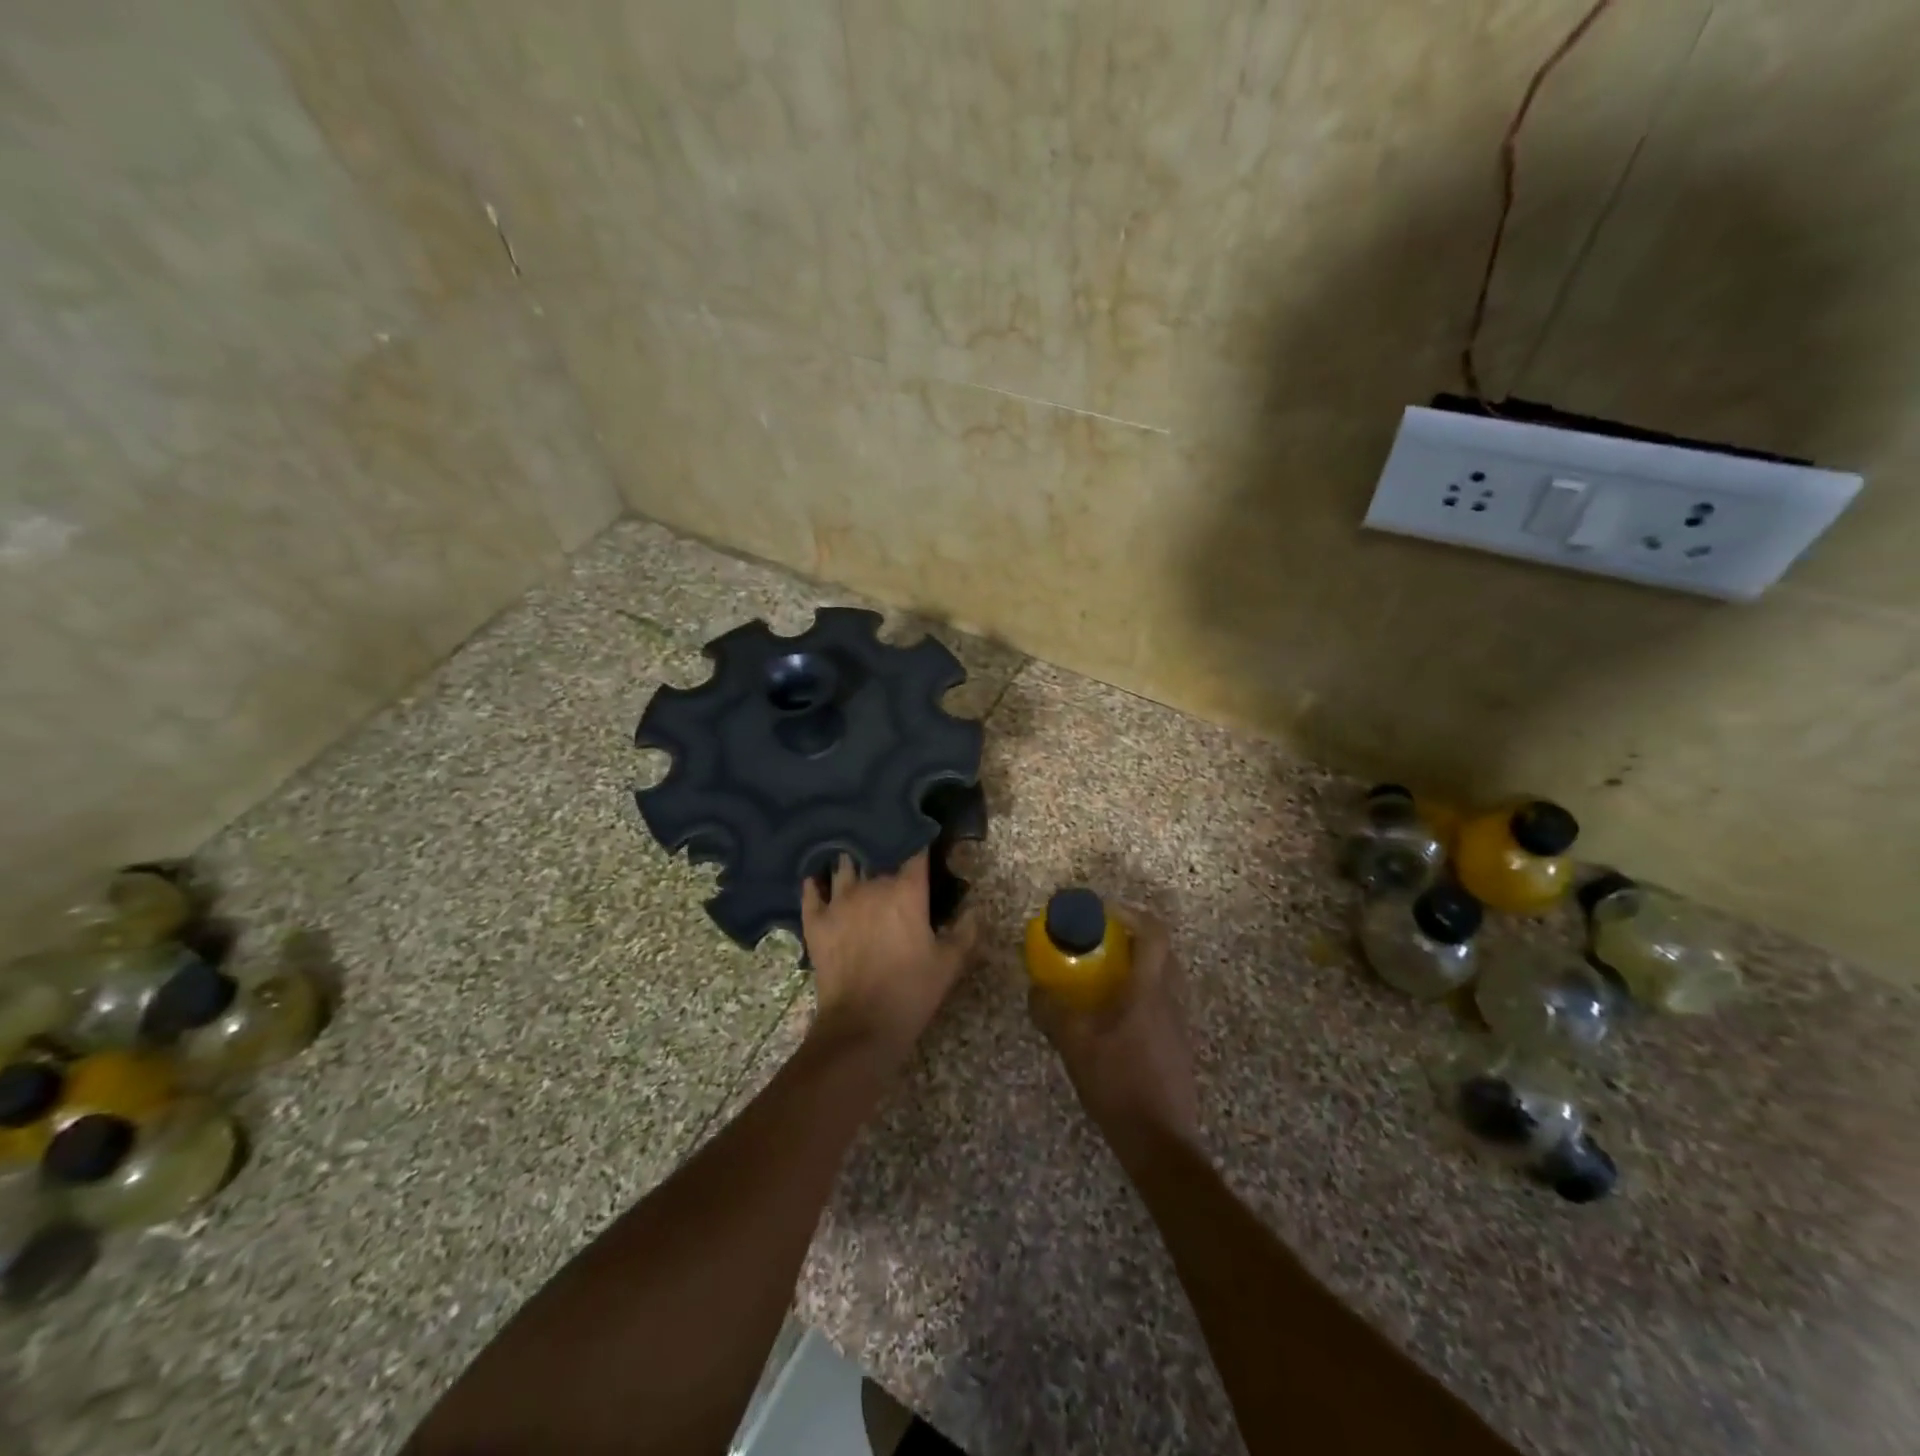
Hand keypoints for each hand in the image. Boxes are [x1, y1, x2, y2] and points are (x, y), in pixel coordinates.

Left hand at [801, 852, 975, 1060]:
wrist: (861, 1026)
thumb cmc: (912, 991)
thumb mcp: (950, 963)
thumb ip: (966, 930)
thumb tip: (974, 907)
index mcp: (907, 891)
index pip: (915, 851)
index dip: (920, 842)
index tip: (925, 841)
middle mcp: (872, 886)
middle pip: (878, 853)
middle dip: (886, 851)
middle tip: (892, 856)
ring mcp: (838, 901)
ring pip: (844, 865)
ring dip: (852, 861)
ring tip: (857, 861)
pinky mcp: (815, 920)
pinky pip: (811, 890)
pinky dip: (815, 881)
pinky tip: (818, 879)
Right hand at [1030, 903, 1199, 1151]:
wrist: (1160, 1143)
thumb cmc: (1118, 1083)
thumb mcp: (1074, 1044)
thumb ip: (1051, 1011)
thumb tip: (1035, 990)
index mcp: (1149, 990)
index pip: (1154, 933)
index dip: (1130, 913)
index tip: (1102, 911)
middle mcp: (1171, 1000)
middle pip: (1161, 952)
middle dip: (1132, 938)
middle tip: (1100, 942)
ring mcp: (1180, 1025)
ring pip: (1164, 979)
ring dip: (1137, 968)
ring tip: (1103, 978)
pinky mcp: (1179, 1047)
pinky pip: (1162, 1004)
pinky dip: (1141, 996)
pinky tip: (1114, 1018)